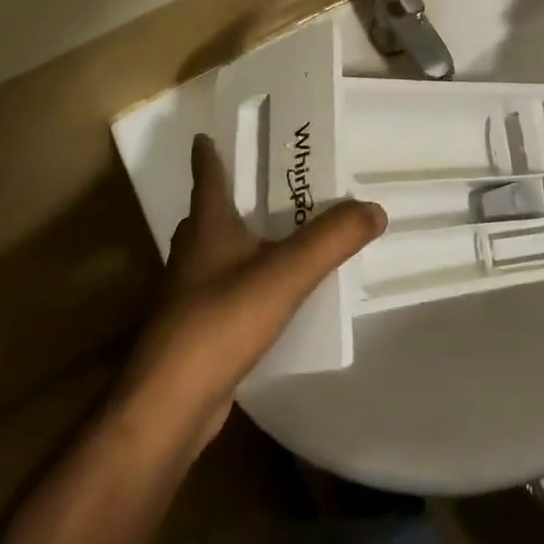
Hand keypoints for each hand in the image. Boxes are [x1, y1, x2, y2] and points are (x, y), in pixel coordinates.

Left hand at [122, 134, 385, 446]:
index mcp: (208, 228)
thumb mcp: (286, 273)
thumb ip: (333, 238)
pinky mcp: (196, 333)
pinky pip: (224, 293)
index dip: (207, 155)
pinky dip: (244, 283)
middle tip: (263, 183)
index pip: (207, 178)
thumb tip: (375, 208)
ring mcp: (189, 297)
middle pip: (206, 216)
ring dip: (237, 241)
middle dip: (228, 197)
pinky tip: (270, 295)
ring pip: (214, 255)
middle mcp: (193, 255)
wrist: (168, 408)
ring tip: (275, 234)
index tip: (205, 135)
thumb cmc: (220, 322)